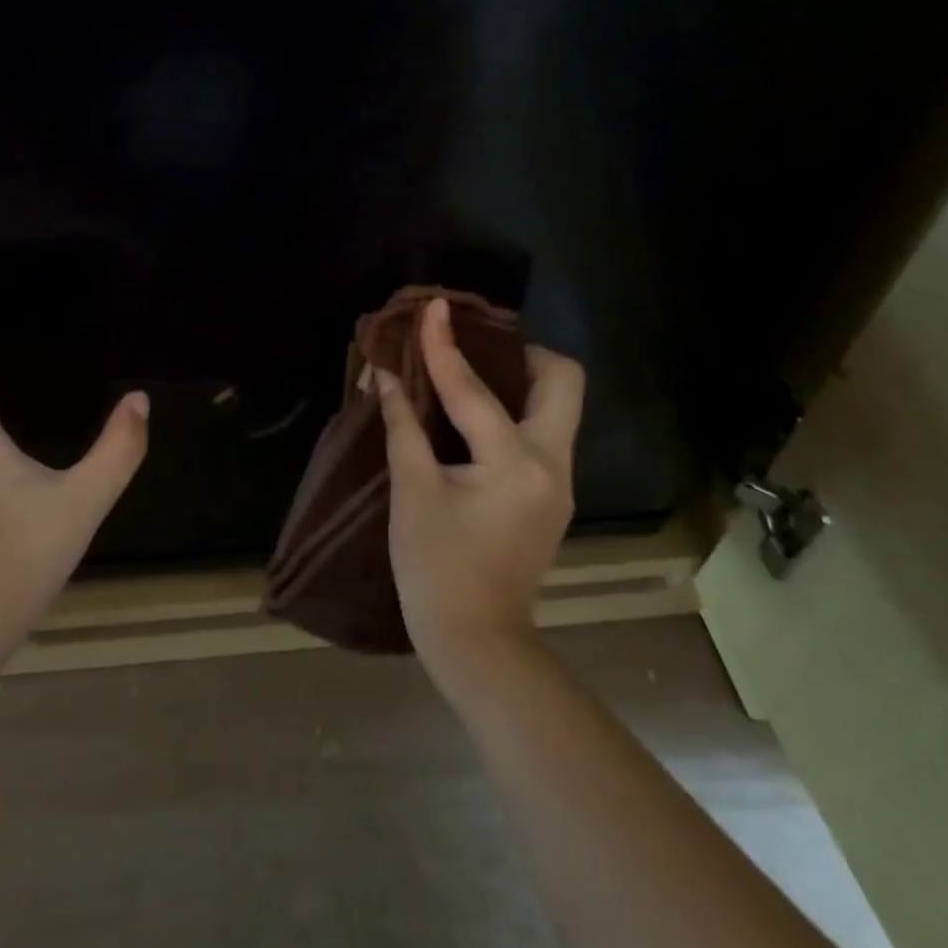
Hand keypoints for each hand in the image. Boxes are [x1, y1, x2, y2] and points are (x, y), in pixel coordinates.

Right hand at [375, 298, 585, 692]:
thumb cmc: (435, 569)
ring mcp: (560, 481)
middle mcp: (552, 463)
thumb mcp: (412, 493)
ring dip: (521, 382)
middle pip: (563, 381)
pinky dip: (516, 413)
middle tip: (477, 352)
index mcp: (514, 463)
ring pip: (558, 407)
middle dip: (522, 354)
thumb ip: (402, 426)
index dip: (444, 346)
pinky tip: (476, 422)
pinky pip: (545, 433)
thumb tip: (384, 376)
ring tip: (472, 378)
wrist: (477, 640)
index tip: (433, 307)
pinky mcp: (554, 496)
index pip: (474, 389)